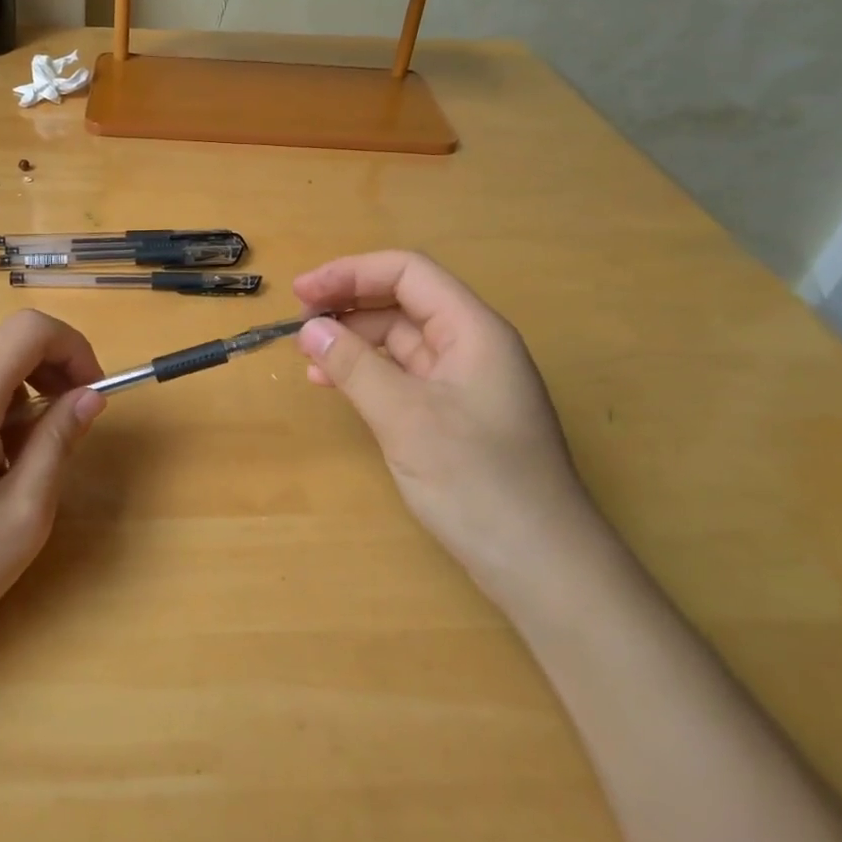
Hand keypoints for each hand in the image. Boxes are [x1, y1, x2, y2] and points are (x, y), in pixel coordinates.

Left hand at [0, 310, 106, 659]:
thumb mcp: (22, 513)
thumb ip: (58, 442)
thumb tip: (90, 396)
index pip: (30, 329)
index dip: (73, 347)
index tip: (94, 393)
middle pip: (5, 341)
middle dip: (52, 366)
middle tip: (74, 418)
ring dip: (23, 388)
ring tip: (33, 449)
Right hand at [292, 251, 610, 605]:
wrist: (541, 567)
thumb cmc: (478, 482)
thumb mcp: (406, 418)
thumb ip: (354, 366)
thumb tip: (309, 328)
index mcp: (473, 330)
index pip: (408, 273)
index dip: (351, 273)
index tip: (302, 293)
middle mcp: (472, 346)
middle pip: (404, 302)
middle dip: (349, 305)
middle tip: (299, 325)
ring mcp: (465, 383)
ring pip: (401, 341)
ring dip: (354, 341)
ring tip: (308, 358)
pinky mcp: (455, 416)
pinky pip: (404, 377)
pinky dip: (367, 374)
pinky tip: (335, 386)